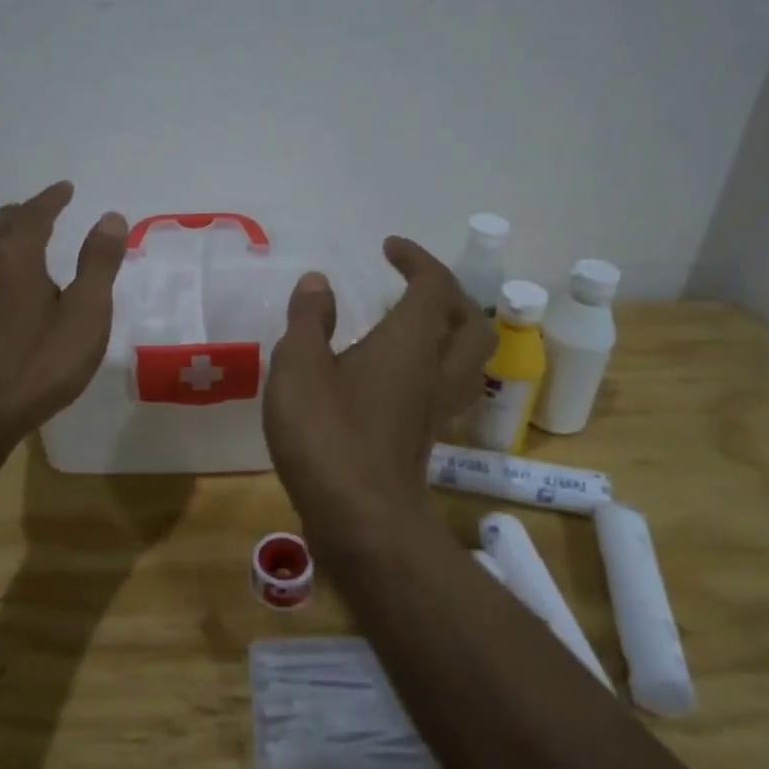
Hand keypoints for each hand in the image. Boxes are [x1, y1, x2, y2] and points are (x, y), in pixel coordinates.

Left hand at [0, 181, 127, 451]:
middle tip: (43, 209)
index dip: (52, 198)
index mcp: (16, 257)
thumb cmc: (38, 364)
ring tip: (20, 237)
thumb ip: (98, 264)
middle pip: (0, 224)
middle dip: (23, 211)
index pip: (34, 214)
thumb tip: (110, 217)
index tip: (66, 188)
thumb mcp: (85, 314)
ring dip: (2, 232)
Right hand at [264, 237, 495, 499]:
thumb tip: (319, 282)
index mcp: (410, 342)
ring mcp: (434, 408)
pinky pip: (444, 388)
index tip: (389, 248)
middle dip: (447, 294)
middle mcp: (434, 370)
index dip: (416, 259)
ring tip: (411, 325)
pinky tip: (394, 376)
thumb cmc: (327, 434)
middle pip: (469, 322)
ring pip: (466, 359)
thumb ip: (308, 319)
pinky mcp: (423, 438)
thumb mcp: (299, 366)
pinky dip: (430, 367)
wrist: (361, 521)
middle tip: (412, 285)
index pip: (433, 285)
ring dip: (448, 331)